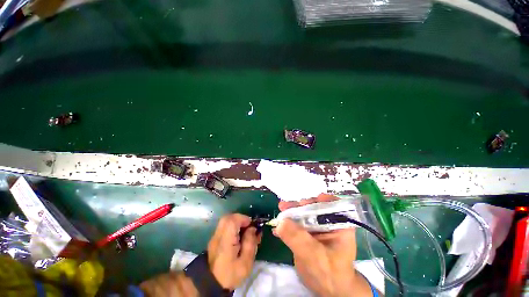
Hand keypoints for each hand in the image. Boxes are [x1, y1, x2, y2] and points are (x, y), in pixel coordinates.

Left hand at [207, 214, 261, 289]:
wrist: (211, 284)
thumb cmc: (230, 274)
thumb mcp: (245, 263)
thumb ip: (250, 243)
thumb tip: (253, 228)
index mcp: (225, 242)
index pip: (232, 221)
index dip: (243, 219)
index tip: (252, 225)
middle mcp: (218, 236)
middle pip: (228, 217)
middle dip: (240, 218)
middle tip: (249, 227)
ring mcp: (214, 237)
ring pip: (226, 220)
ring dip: (237, 222)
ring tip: (244, 231)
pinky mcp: (214, 239)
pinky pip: (224, 226)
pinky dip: (233, 226)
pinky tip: (238, 236)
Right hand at [274, 194, 371, 296]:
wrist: (327, 289)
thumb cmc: (329, 274)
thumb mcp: (315, 256)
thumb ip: (298, 238)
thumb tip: (281, 222)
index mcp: (339, 224)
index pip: (331, 204)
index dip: (318, 200)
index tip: (304, 202)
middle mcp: (328, 222)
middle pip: (313, 207)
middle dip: (299, 206)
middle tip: (286, 206)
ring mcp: (316, 226)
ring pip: (303, 214)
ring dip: (291, 212)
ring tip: (280, 209)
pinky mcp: (307, 232)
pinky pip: (297, 224)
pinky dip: (287, 223)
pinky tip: (278, 226)